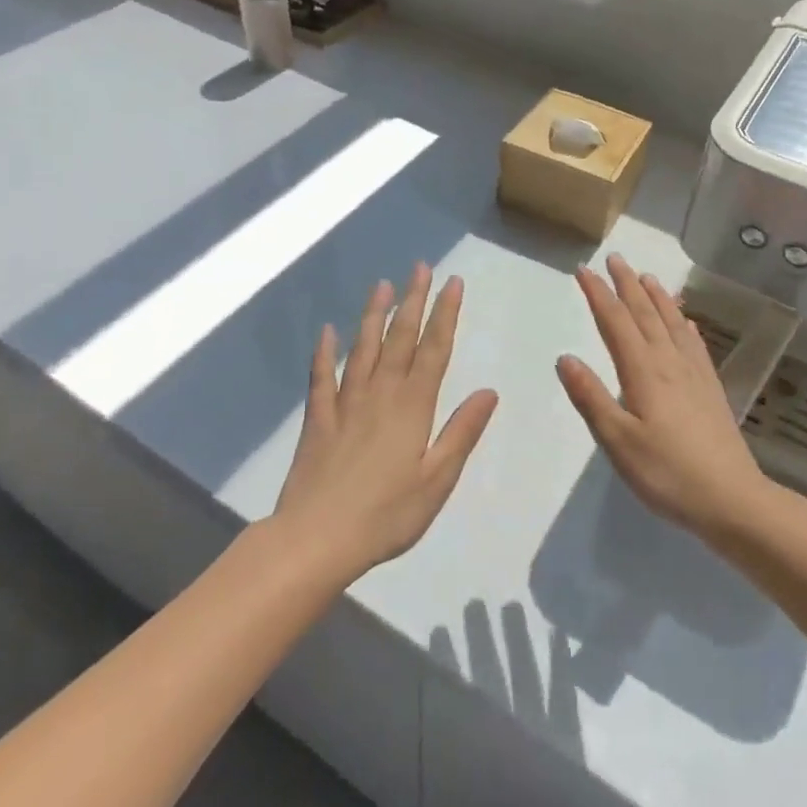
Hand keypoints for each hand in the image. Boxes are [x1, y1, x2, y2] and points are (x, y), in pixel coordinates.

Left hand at [274, 264, 498, 576]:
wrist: (316, 538)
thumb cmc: (387, 514)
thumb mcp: (437, 479)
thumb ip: (461, 432)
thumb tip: (489, 391)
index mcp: (412, 406)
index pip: (435, 349)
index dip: (445, 314)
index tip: (453, 282)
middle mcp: (380, 394)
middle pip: (400, 338)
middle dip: (413, 300)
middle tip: (421, 268)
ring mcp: (345, 403)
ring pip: (362, 348)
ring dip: (373, 314)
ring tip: (382, 285)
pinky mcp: (318, 420)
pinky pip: (321, 378)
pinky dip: (325, 352)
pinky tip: (327, 332)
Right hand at [556, 254, 774, 540]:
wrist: (732, 499)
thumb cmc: (667, 473)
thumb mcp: (618, 441)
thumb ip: (590, 398)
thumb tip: (565, 357)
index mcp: (643, 372)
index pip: (615, 322)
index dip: (598, 294)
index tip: (583, 270)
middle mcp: (669, 362)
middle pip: (645, 313)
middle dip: (627, 284)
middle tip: (615, 258)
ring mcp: (694, 374)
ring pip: (672, 323)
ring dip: (657, 297)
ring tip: (647, 276)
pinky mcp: (711, 388)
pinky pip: (695, 344)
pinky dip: (685, 325)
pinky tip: (686, 322)